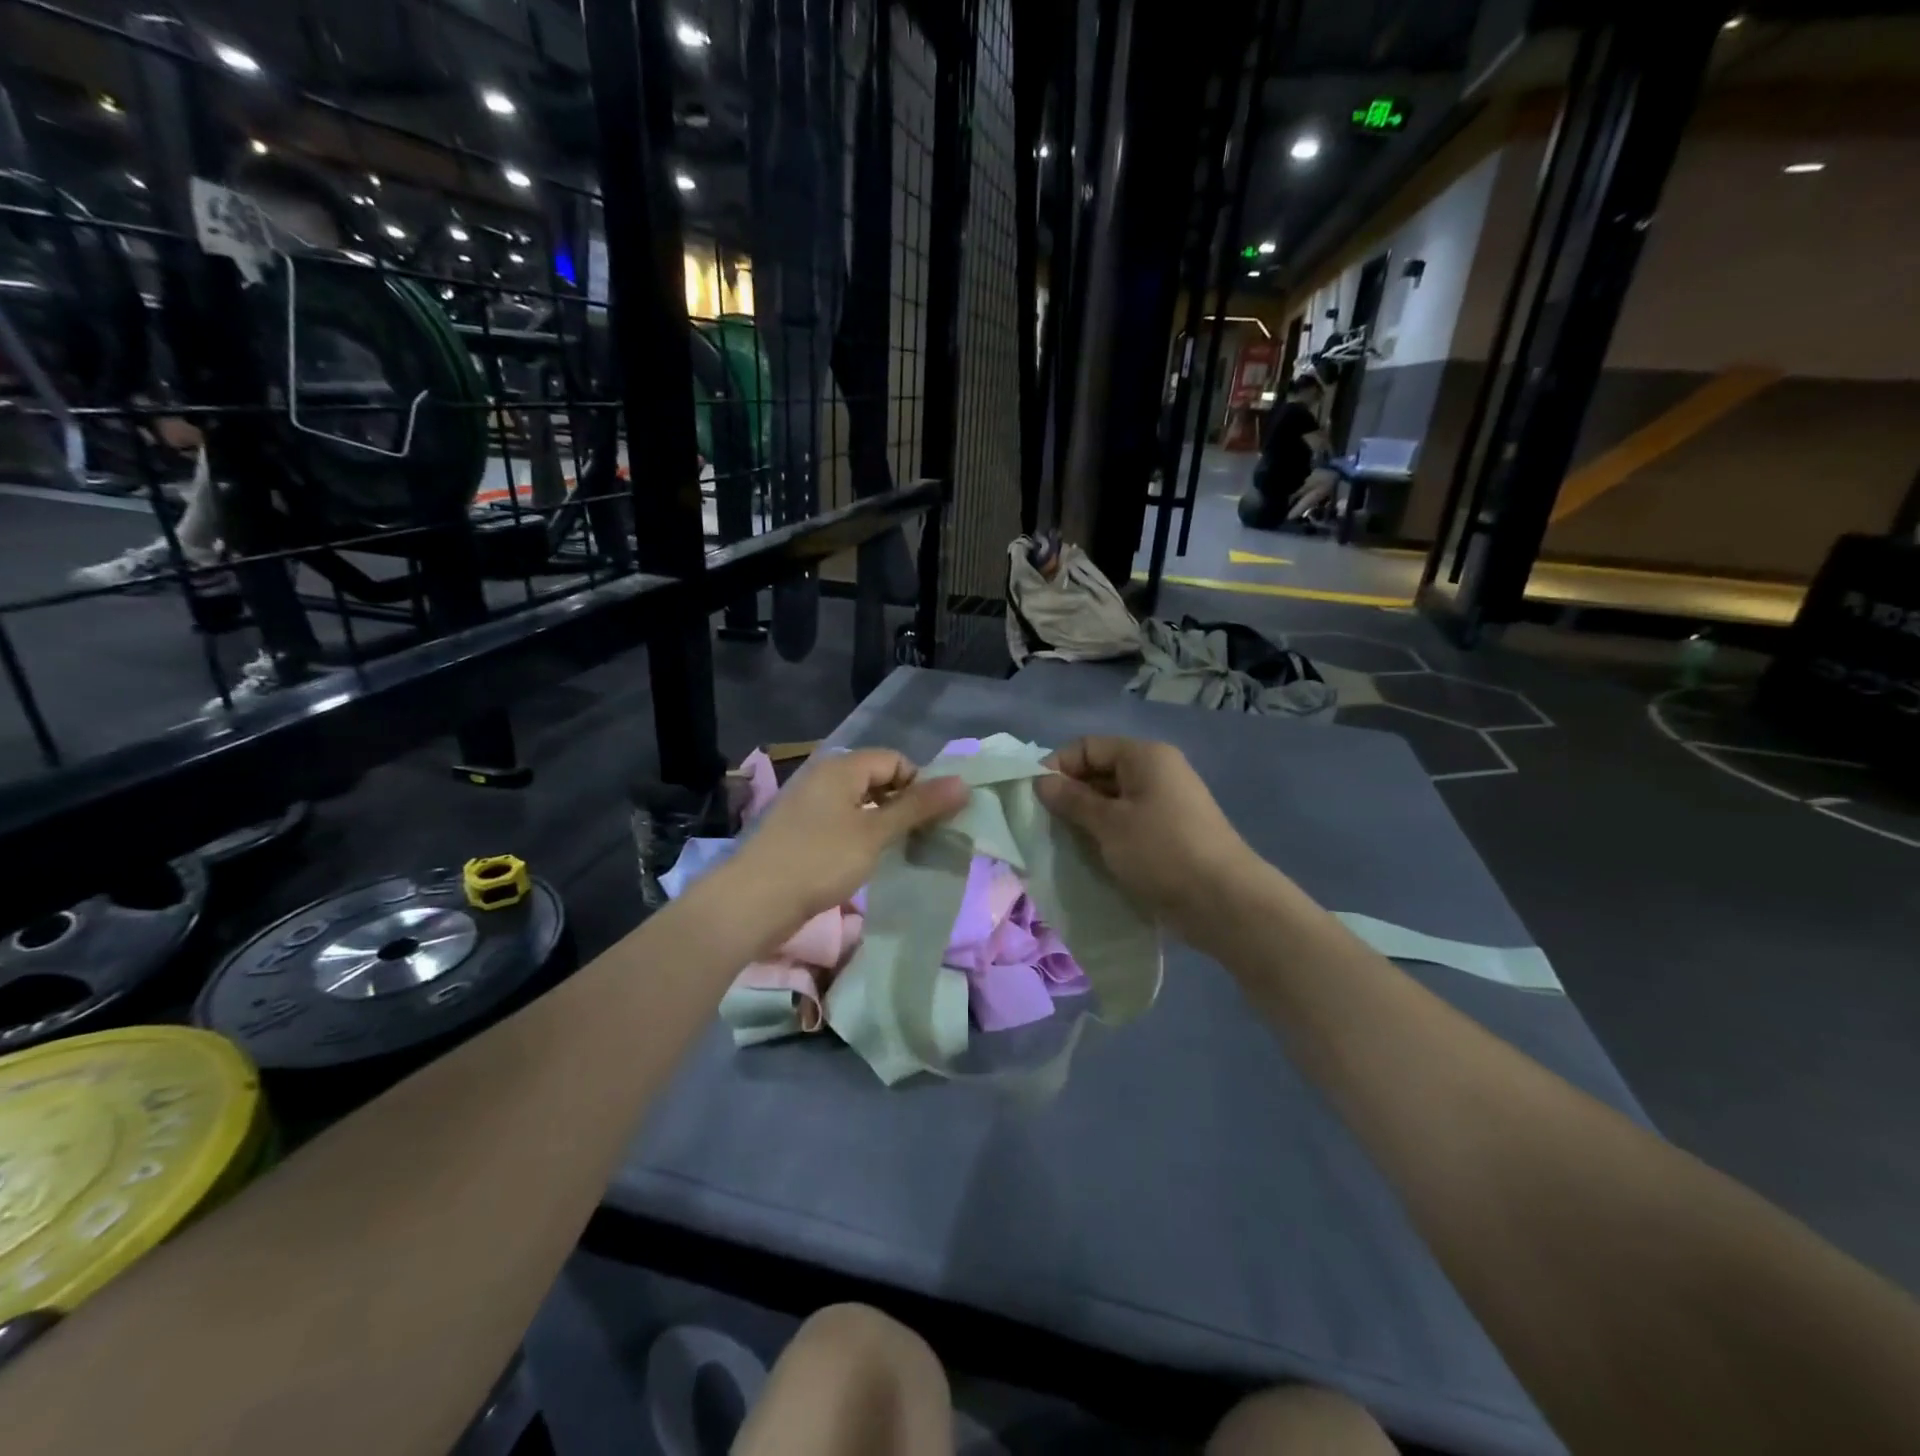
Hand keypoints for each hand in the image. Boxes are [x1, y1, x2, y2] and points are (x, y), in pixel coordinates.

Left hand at [724, 749, 968, 930]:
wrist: (752, 901)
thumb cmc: (819, 860)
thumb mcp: (875, 833)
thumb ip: (918, 806)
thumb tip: (963, 782)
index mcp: (841, 767)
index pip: (896, 760)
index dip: (920, 785)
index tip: (932, 821)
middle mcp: (824, 777)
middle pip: (878, 779)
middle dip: (904, 806)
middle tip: (922, 839)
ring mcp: (808, 804)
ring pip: (860, 804)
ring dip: (884, 824)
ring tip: (899, 853)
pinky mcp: (800, 831)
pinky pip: (842, 823)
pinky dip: (861, 837)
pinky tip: (866, 862)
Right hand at [1035, 737, 1258, 938]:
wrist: (1224, 902)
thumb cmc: (1161, 851)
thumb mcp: (1109, 824)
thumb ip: (1072, 800)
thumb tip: (1042, 781)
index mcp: (1145, 756)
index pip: (1088, 746)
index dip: (1058, 766)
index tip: (1035, 798)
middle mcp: (1157, 772)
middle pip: (1101, 771)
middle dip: (1070, 794)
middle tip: (1045, 824)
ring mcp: (1166, 804)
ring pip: (1113, 801)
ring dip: (1086, 818)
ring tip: (1064, 843)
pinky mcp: (1170, 834)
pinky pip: (1128, 823)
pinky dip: (1107, 835)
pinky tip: (1091, 856)